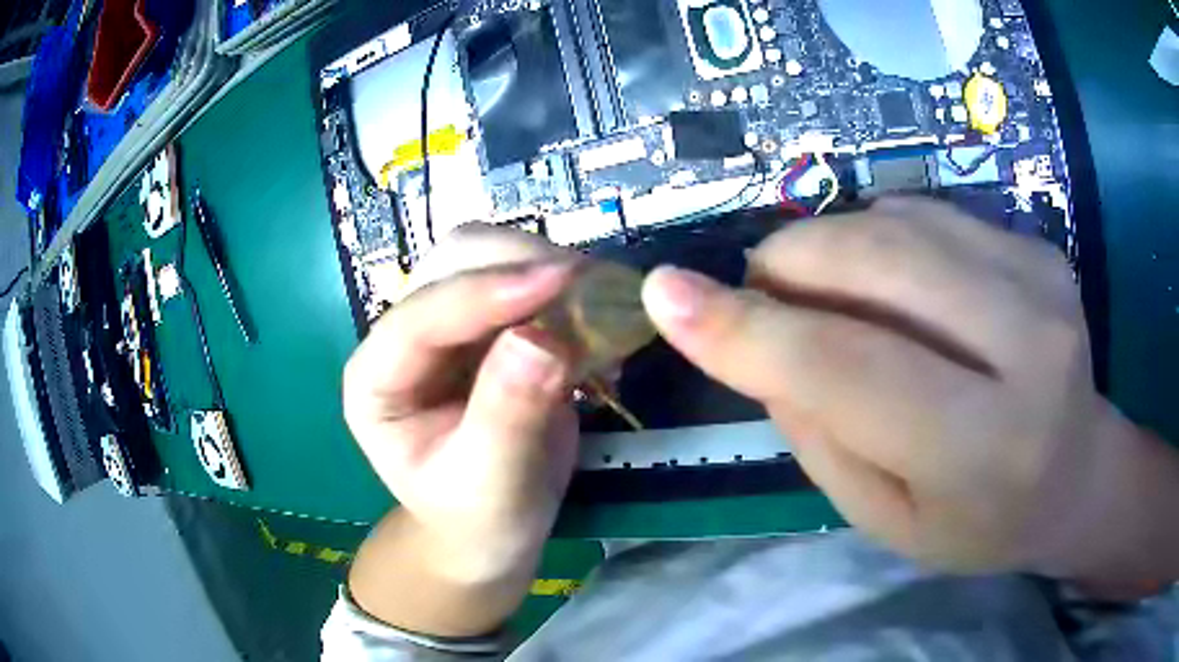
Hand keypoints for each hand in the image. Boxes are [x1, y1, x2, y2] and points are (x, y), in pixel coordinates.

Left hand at [344, 225, 579, 581]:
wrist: (492, 527)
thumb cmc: (479, 516)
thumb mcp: (492, 484)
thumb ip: (508, 413)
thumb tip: (543, 338)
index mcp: (377, 380)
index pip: (421, 316)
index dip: (485, 293)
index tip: (560, 280)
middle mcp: (404, 336)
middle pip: (453, 261)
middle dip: (521, 264)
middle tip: (592, 290)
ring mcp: (447, 323)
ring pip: (492, 255)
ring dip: (548, 266)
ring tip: (601, 303)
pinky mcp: (487, 323)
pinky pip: (525, 278)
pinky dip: (565, 286)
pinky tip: (598, 315)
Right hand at [641, 198, 1121, 574]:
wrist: (1076, 476)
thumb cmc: (979, 523)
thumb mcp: (884, 519)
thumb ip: (819, 432)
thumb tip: (755, 337)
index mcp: (986, 447)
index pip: (852, 370)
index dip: (748, 330)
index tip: (665, 294)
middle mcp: (1028, 347)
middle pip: (879, 263)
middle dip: (790, 264)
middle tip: (763, 294)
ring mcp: (1042, 280)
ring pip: (898, 221)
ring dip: (834, 247)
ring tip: (834, 296)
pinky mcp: (1040, 246)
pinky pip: (931, 211)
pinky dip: (885, 236)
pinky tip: (897, 283)